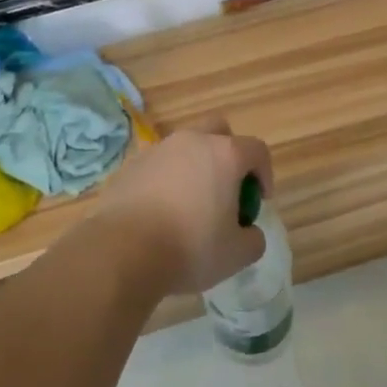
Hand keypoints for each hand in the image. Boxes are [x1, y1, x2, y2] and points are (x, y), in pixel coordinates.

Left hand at [95, 116, 274, 296]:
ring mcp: (157, 150)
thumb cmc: (189, 248)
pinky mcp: (130, 166)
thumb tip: (248, 232)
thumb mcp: (237, 254)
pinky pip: (157, 166)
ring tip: (190, 204)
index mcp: (224, 154)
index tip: (259, 200)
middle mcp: (191, 142)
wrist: (122, 251)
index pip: (257, 150)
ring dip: (194, 167)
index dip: (265, 173)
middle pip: (218, 132)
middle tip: (227, 189)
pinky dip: (165, 180)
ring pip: (184, 148)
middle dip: (228, 154)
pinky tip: (160, 212)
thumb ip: (253, 239)